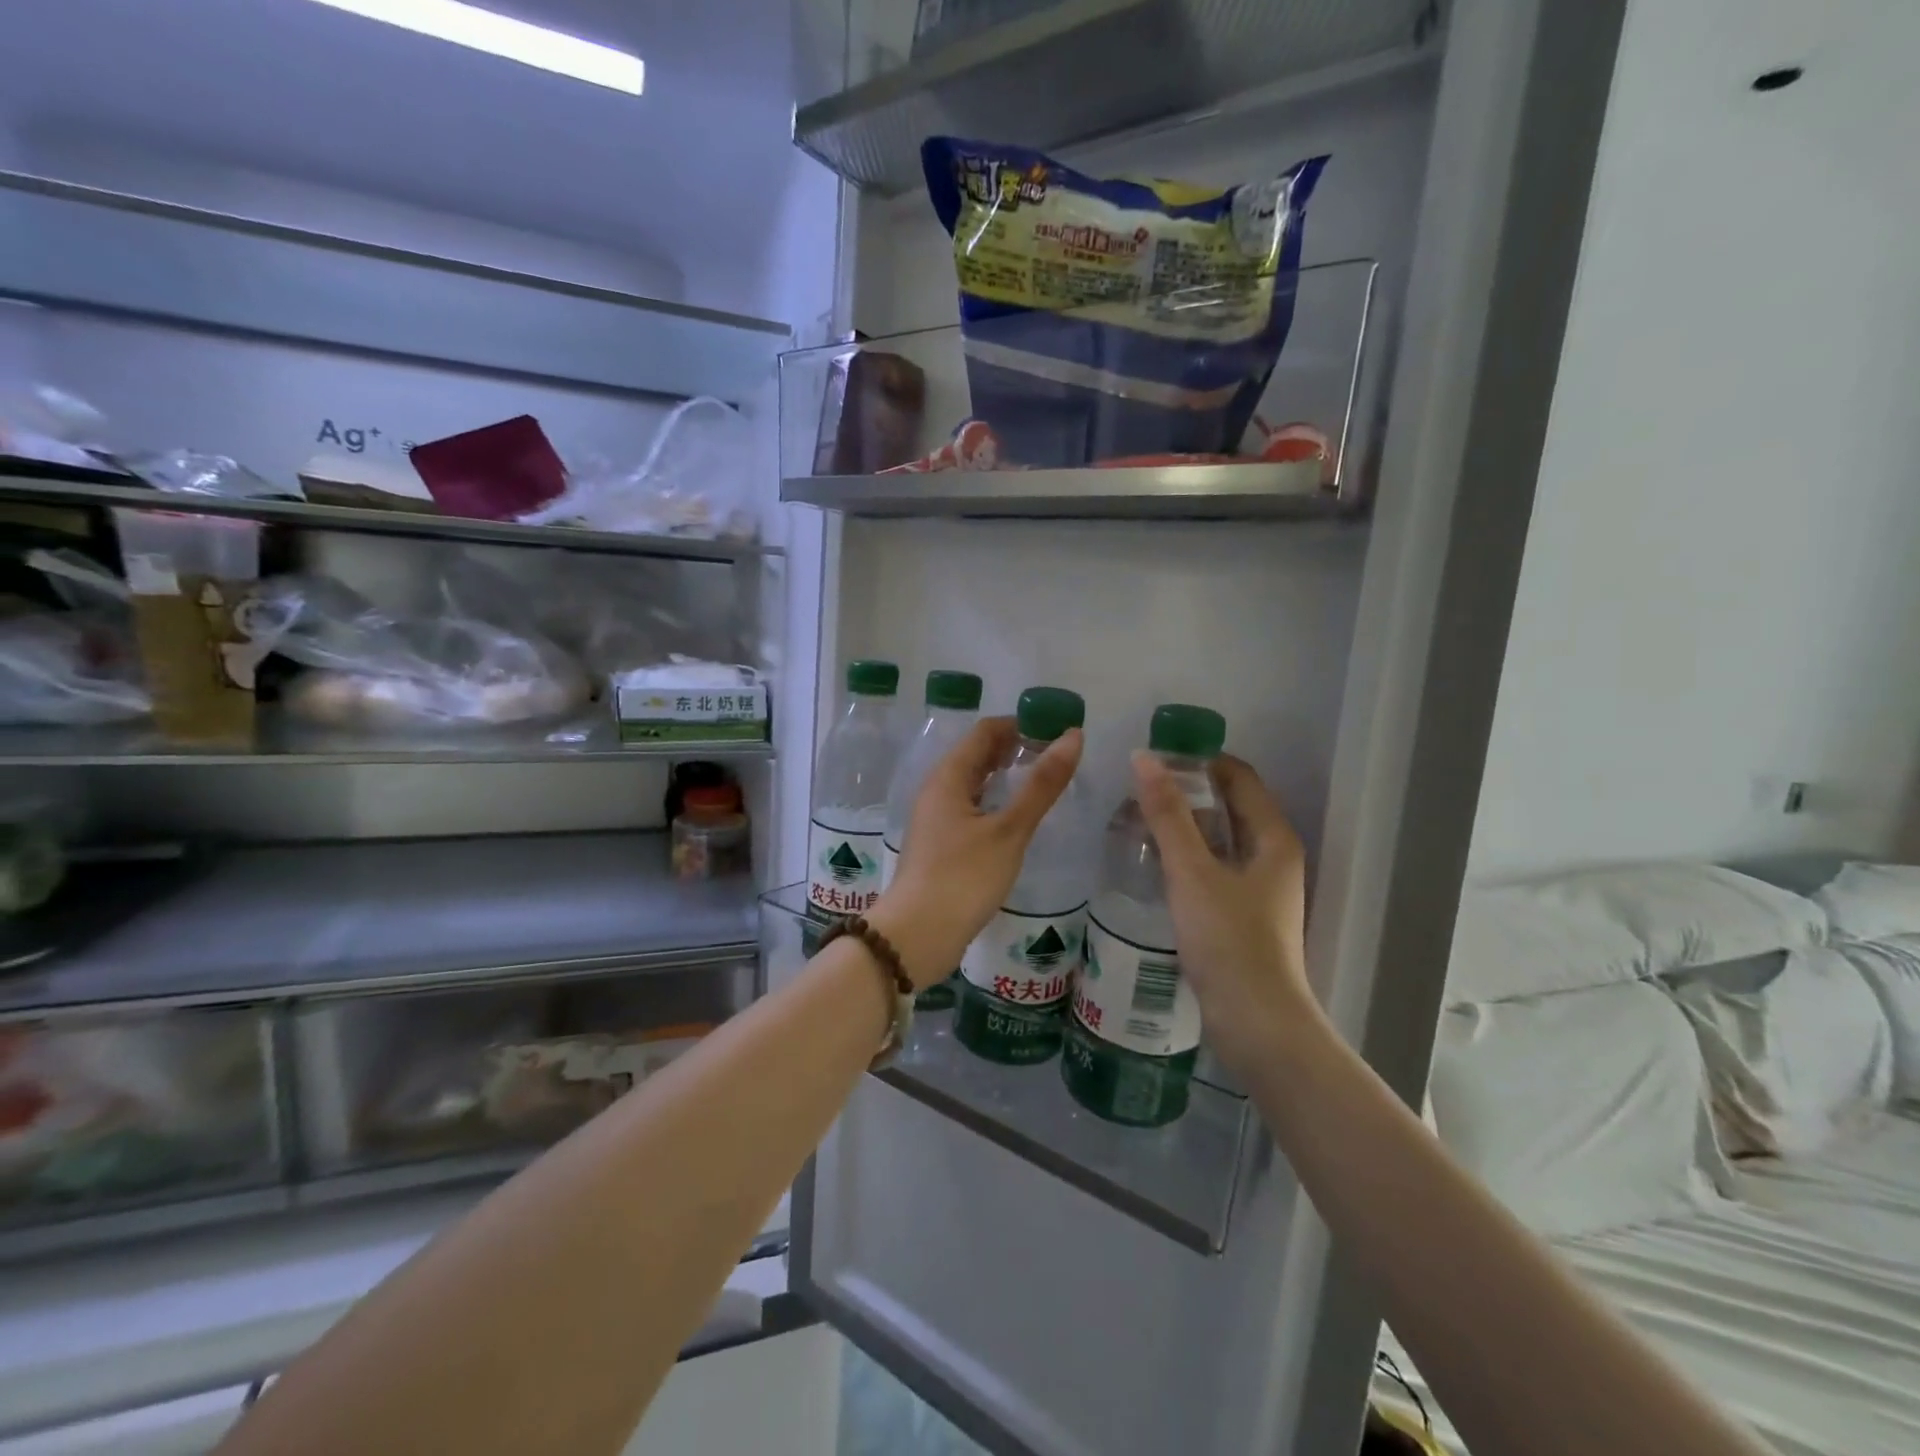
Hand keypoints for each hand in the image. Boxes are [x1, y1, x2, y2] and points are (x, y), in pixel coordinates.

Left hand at [869, 717, 1082, 988]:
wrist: (917, 936)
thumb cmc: (963, 877)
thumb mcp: (1010, 830)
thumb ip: (1042, 785)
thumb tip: (1072, 736)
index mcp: (948, 777)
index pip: (985, 732)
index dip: (1021, 725)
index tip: (1057, 731)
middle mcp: (937, 790)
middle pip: (977, 755)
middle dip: (1015, 749)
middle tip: (1056, 756)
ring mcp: (936, 819)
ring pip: (974, 784)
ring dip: (1005, 777)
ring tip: (1043, 783)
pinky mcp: (941, 845)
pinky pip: (971, 809)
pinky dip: (995, 803)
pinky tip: (1017, 819)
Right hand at [1132, 751, 1315, 1080]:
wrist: (1256, 1022)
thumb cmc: (1228, 940)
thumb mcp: (1192, 871)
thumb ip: (1167, 814)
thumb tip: (1144, 757)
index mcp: (1272, 837)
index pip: (1238, 776)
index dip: (1199, 759)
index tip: (1154, 754)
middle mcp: (1272, 855)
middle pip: (1229, 805)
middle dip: (1186, 791)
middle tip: (1136, 787)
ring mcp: (1260, 887)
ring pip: (1219, 838)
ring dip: (1183, 824)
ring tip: (1136, 818)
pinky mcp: (1243, 914)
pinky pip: (1213, 867)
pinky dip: (1187, 855)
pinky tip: (1153, 861)